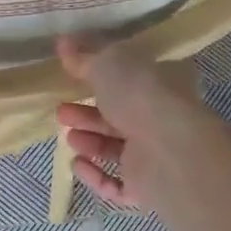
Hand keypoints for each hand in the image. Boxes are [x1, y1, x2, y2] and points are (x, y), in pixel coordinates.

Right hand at [54, 36, 212, 211]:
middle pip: (119, 117)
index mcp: (160, 86)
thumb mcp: (108, 62)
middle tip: (61, 111)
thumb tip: (63, 42)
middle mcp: (160, 120)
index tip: (73, 78)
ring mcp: (155, 157)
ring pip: (117, 150)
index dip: (101, 79)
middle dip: (87, 114)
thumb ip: (85, 55)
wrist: (169, 152)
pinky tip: (77, 164)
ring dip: (90, 142)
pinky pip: (117, 184)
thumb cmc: (141, 97)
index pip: (130, 81)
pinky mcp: (145, 188)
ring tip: (69, 136)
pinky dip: (95, 176)